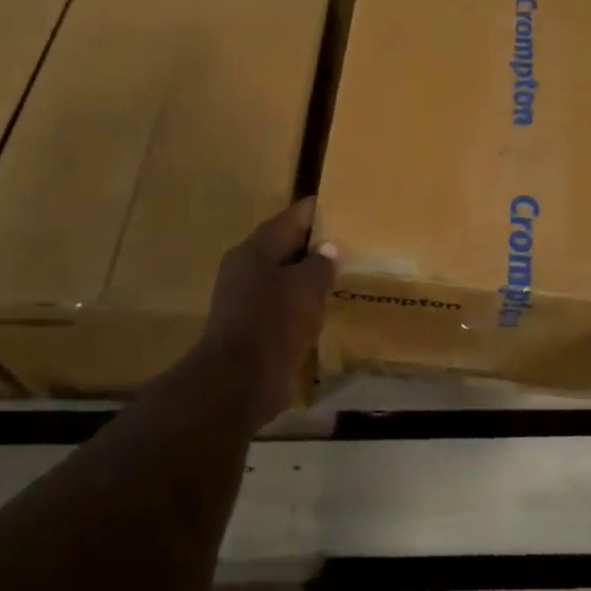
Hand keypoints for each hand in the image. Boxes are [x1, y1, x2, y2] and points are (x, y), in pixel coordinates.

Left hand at [191, 197, 337, 426]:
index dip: (320, 210)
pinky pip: (281, 304)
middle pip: (286, 245)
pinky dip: (301, 302)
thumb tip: (328, 248)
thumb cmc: (273, 323)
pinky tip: (323, 308)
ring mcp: (246, 297)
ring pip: (284, 276)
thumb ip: (320, 264)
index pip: (293, 216)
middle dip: (316, 244)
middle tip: (352, 243)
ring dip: (309, 276)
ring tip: (343, 275)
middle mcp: (247, 266)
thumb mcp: (306, 288)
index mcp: (257, 248)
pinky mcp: (251, 325)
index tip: (348, 208)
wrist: (238, 382)